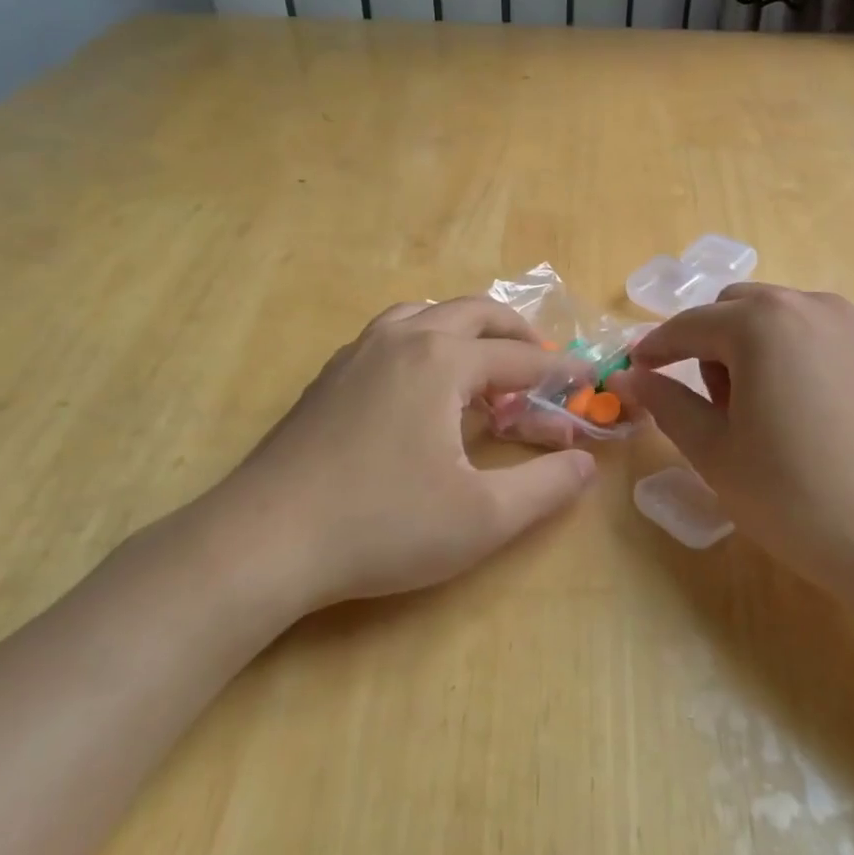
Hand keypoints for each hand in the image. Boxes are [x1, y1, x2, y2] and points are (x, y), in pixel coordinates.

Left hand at [190, 298, 596, 617]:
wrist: (264, 540)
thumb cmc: (383, 525)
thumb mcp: (483, 517)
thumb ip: (546, 486)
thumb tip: (586, 463)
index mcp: (443, 361)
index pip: (520, 359)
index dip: (560, 373)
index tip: (588, 382)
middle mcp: (402, 340)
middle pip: (473, 313)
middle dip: (516, 334)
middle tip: (542, 365)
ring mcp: (358, 353)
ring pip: (424, 315)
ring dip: (465, 331)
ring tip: (483, 368)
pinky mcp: (329, 377)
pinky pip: (391, 336)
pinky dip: (424, 343)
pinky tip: (422, 387)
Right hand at [614, 284, 853, 603]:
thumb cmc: (795, 496)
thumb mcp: (715, 452)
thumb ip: (667, 403)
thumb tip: (632, 376)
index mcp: (762, 323)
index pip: (689, 325)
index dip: (655, 349)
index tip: (635, 372)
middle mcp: (808, 307)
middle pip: (733, 310)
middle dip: (706, 345)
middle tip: (708, 406)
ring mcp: (850, 326)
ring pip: (775, 319)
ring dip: (747, 349)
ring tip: (755, 413)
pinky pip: (811, 336)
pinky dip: (786, 357)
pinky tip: (796, 413)